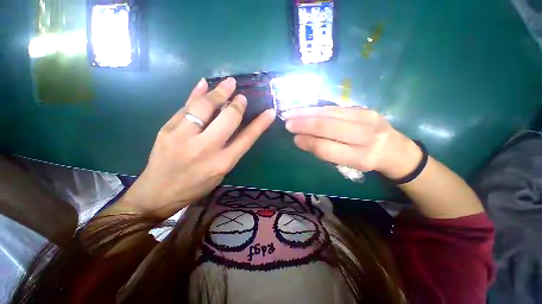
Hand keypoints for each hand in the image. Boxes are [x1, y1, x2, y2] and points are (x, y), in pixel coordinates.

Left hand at [116, 78, 275, 217]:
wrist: (158, 193)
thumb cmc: (196, 185)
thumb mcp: (220, 172)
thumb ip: (231, 150)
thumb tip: (239, 127)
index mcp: (222, 162)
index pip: (247, 138)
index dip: (260, 123)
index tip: (269, 112)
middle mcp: (205, 148)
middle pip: (227, 119)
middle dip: (237, 105)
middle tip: (242, 96)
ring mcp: (183, 137)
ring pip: (204, 108)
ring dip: (218, 93)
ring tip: (228, 83)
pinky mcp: (166, 130)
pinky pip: (185, 107)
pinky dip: (195, 94)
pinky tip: (203, 83)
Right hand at [282, 106, 420, 178]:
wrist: (395, 149)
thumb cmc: (367, 160)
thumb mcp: (348, 165)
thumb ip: (326, 152)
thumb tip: (301, 139)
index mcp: (361, 158)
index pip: (326, 148)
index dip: (307, 142)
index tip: (294, 139)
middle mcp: (365, 136)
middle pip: (327, 126)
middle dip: (303, 124)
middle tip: (287, 123)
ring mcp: (366, 118)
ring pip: (329, 113)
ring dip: (306, 113)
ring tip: (290, 113)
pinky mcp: (364, 108)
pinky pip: (334, 107)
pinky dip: (316, 109)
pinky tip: (304, 109)